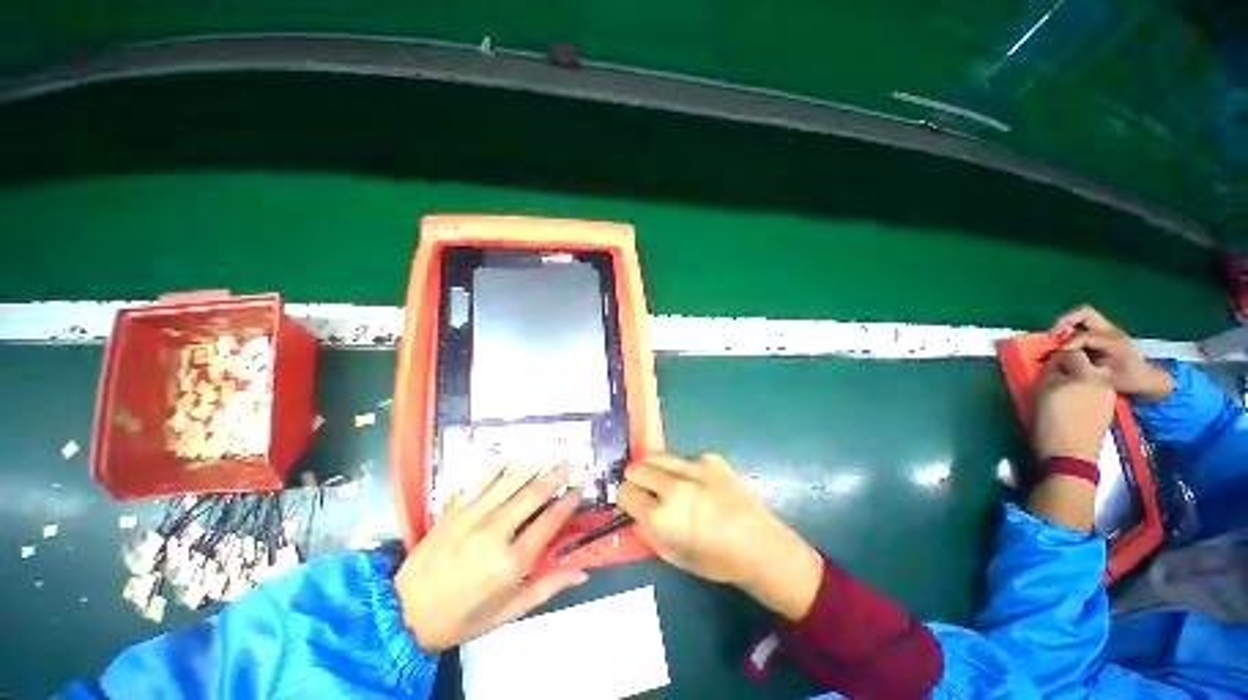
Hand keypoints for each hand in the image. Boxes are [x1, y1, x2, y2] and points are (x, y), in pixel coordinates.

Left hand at [394, 464, 585, 651]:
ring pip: (510, 482)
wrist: (404, 614)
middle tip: (570, 462)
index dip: (568, 502)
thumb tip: (582, 573)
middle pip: (533, 496)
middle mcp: (496, 533)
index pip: (550, 522)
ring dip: (532, 467)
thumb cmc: (462, 618)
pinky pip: (480, 481)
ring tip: (548, 455)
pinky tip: (511, 458)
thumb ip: (547, 589)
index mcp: (512, 562)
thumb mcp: (508, 613)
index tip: (580, 489)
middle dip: (555, 476)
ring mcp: (473, 517)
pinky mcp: (454, 510)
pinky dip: (498, 467)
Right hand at [618, 453, 822, 620]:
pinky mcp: (711, 458)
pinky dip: (683, 470)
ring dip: (655, 469)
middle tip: (646, 490)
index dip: (626, 498)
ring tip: (668, 482)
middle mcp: (674, 487)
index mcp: (663, 517)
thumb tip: (635, 511)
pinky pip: (684, 458)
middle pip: (636, 467)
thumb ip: (647, 531)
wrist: (761, 545)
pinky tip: (700, 484)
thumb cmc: (716, 560)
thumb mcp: (673, 556)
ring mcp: (694, 468)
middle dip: (635, 479)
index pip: (625, 492)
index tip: (633, 503)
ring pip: (655, 455)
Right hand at [1032, 350, 1115, 461]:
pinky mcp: (1106, 411)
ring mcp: (1108, 398)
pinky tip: (1071, 406)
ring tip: (1060, 394)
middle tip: (1051, 378)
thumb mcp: (1044, 393)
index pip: (1072, 354)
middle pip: (1084, 366)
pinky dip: (1082, 394)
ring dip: (1075, 382)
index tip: (1043, 365)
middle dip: (1068, 369)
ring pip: (1089, 380)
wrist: (1070, 456)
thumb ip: (1050, 374)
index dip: (1056, 357)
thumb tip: (1052, 365)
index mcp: (1087, 376)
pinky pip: (1093, 393)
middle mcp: (1103, 383)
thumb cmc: (1052, 422)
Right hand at [1050, 305, 1172, 399]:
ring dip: (1065, 324)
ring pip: (1081, 314)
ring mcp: (1107, 328)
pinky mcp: (1103, 330)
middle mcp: (1110, 330)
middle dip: (1063, 321)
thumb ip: (1082, 365)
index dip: (1068, 344)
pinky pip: (1082, 322)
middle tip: (1052, 336)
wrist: (1144, 377)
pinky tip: (1066, 342)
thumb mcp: (1104, 378)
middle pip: (1083, 312)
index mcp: (1113, 341)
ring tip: (1057, 339)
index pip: (1084, 335)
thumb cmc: (1124, 380)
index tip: (1057, 355)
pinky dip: (1070, 328)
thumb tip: (1061, 356)